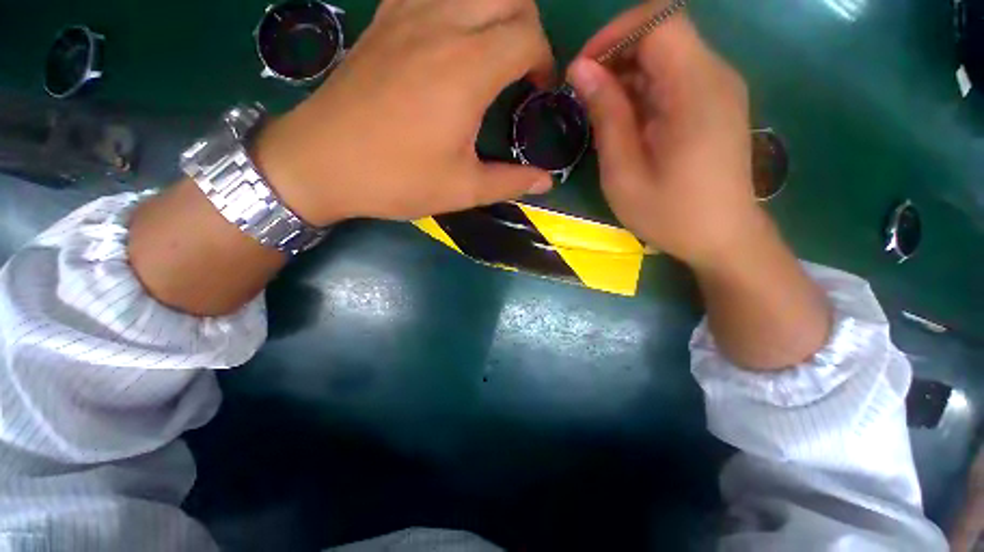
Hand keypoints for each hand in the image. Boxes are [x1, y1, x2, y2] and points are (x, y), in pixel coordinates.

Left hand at [256, 0, 556, 225]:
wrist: (321, 163)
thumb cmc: (396, 179)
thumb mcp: (462, 190)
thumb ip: (510, 182)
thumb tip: (546, 182)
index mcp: (466, 69)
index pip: (529, 35)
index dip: (544, 62)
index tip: (536, 93)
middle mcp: (441, 24)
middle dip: (527, 27)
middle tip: (520, 68)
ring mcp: (407, 13)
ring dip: (494, 10)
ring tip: (490, 51)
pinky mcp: (383, 18)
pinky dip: (455, 5)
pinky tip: (450, 36)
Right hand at [566, 7, 759, 267]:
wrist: (723, 238)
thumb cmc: (669, 214)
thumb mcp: (624, 172)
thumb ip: (606, 116)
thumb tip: (580, 70)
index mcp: (696, 90)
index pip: (659, 19)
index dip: (614, 34)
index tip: (582, 70)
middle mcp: (715, 76)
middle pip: (662, 33)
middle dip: (616, 56)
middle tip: (585, 97)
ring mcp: (719, 89)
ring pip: (667, 56)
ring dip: (627, 76)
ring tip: (602, 115)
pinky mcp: (715, 104)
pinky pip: (675, 78)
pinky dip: (644, 91)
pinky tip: (628, 125)